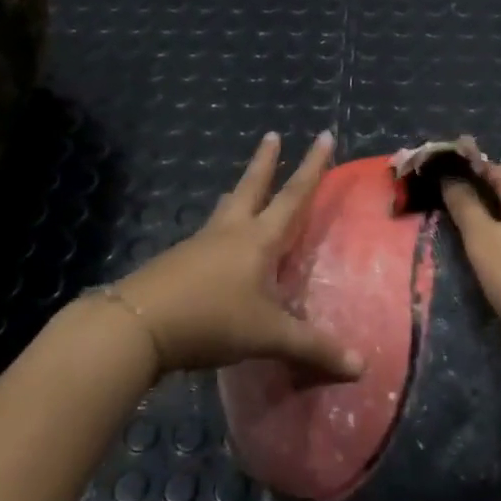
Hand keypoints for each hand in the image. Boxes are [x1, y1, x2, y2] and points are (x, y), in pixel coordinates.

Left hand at [106, 132, 364, 379]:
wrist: (138, 325)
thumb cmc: (212, 319)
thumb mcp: (268, 336)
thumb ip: (313, 348)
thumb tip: (362, 366)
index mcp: (259, 239)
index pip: (294, 195)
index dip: (312, 167)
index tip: (323, 136)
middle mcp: (230, 232)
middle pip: (252, 187)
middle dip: (265, 161)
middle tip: (271, 134)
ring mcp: (200, 244)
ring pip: (225, 209)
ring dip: (238, 193)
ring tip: (240, 187)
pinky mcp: (178, 262)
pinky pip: (207, 236)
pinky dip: (219, 229)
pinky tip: (215, 245)